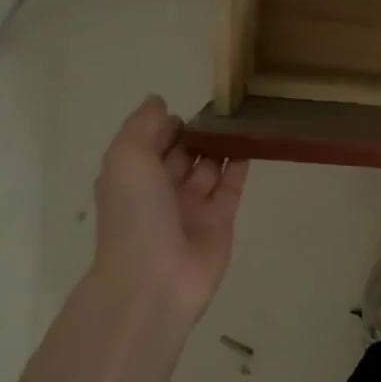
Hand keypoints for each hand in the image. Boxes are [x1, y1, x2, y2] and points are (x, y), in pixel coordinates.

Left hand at [89, 96, 249, 324]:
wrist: (155, 279)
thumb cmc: (136, 215)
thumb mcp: (127, 159)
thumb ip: (143, 126)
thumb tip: (160, 102)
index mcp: (132, 177)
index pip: (151, 142)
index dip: (167, 123)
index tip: (192, 104)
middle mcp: (160, 191)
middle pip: (182, 154)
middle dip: (199, 132)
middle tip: (226, 107)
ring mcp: (191, 207)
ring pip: (209, 168)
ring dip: (222, 145)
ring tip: (244, 118)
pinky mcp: (220, 221)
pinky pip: (231, 187)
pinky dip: (240, 166)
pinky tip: (253, 144)